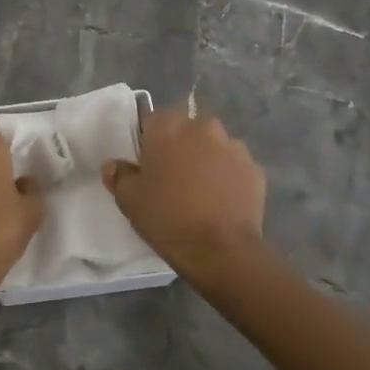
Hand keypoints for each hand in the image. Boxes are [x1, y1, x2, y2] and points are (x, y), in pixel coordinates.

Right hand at [101, 108, 265, 285]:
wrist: (222, 250)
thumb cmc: (168, 218)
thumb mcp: (129, 200)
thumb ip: (119, 175)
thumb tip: (114, 165)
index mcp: (168, 128)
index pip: (153, 118)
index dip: (149, 139)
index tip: (148, 162)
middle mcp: (202, 127)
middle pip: (186, 128)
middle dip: (180, 145)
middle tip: (173, 176)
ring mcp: (233, 146)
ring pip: (214, 145)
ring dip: (206, 158)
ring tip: (201, 189)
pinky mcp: (255, 169)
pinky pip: (234, 166)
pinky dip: (228, 176)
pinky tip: (222, 200)